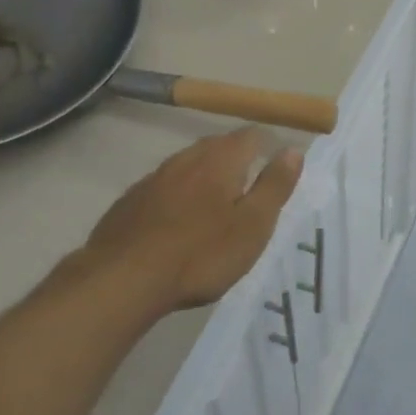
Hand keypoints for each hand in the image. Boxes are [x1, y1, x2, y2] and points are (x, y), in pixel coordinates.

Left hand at [77, 128, 303, 315]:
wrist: (122, 279)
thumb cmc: (201, 254)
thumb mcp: (252, 225)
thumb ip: (274, 185)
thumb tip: (293, 150)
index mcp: (222, 158)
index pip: (252, 135)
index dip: (268, 146)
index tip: (276, 169)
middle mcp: (188, 157)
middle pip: (219, 146)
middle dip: (237, 160)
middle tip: (249, 189)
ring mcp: (155, 176)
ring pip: (189, 165)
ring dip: (206, 177)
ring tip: (216, 206)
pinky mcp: (131, 199)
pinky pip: (164, 187)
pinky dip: (178, 196)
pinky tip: (177, 223)